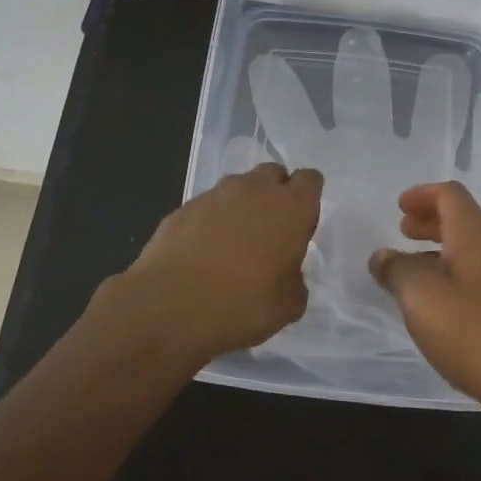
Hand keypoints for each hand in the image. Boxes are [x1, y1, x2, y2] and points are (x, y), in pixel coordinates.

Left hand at [118, 162, 323, 365]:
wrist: (170, 306)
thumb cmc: (242, 305)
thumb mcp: (288, 306)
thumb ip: (295, 281)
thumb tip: (285, 275)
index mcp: (291, 208)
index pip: (310, 180)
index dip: (307, 199)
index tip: (300, 226)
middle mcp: (255, 190)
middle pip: (273, 174)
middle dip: (275, 194)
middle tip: (269, 232)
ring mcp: (215, 195)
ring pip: (238, 187)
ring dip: (241, 206)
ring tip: (233, 245)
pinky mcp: (183, 207)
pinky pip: (207, 206)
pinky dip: (210, 222)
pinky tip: (202, 253)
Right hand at [369, 182, 480, 442]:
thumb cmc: (473, 333)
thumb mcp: (420, 297)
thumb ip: (396, 269)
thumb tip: (383, 256)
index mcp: (478, 235)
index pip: (451, 194)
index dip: (422, 194)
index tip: (399, 207)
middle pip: (464, 219)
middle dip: (431, 221)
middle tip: (402, 231)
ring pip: (474, 249)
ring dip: (442, 249)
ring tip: (414, 268)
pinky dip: (457, 274)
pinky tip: (441, 303)